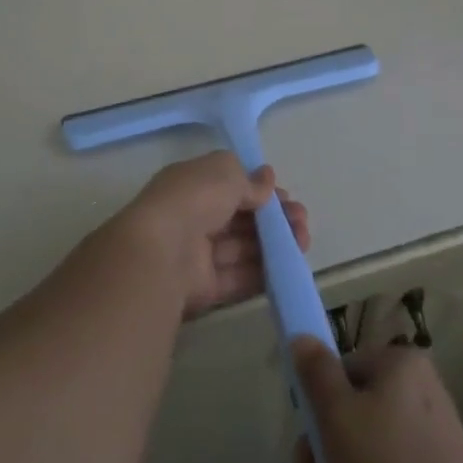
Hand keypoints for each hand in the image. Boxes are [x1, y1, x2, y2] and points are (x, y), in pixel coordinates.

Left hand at [119, 152, 310, 317]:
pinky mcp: (203, 289)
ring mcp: (197, 255)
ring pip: (242, 248)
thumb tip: (267, 179)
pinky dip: (263, 273)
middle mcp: (193, 218)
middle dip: (273, 219)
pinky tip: (289, 267)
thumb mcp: (225, 172)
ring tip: (303, 242)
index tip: (284, 196)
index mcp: (192, 185)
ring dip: (274, 245)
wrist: (159, 253)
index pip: (230, 186)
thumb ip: (249, 180)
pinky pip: (237, 278)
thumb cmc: (192, 199)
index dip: (259, 191)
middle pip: (239, 219)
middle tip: (302, 221)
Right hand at [291, 333, 462, 462]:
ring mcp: (420, 446)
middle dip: (324, 458)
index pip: (344, 370)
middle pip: (347, 418)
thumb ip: (315, 374)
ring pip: (357, 460)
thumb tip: (301, 337)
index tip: (307, 429)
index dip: (319, 401)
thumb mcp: (339, 414)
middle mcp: (413, 397)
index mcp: (399, 367)